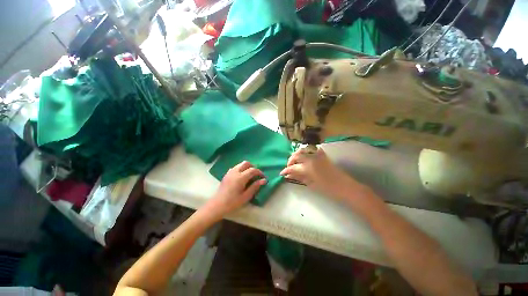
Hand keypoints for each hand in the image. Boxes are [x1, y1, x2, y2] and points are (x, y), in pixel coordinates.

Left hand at [205, 161, 266, 218]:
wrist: (217, 205)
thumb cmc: (232, 202)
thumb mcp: (246, 196)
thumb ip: (255, 187)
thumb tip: (263, 180)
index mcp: (240, 177)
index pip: (252, 170)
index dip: (259, 172)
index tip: (263, 177)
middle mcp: (235, 172)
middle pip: (246, 163)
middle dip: (253, 167)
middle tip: (256, 175)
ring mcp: (230, 172)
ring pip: (240, 164)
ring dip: (247, 167)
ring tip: (249, 176)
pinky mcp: (227, 174)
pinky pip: (236, 167)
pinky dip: (241, 169)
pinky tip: (241, 177)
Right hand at [280, 148, 367, 201]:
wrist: (344, 186)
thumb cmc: (327, 188)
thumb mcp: (310, 184)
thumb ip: (298, 177)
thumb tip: (288, 175)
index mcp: (308, 168)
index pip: (293, 167)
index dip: (286, 170)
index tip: (282, 173)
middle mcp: (311, 158)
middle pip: (296, 155)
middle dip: (290, 160)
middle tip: (288, 167)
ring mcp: (317, 154)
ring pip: (303, 149)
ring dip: (296, 154)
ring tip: (295, 161)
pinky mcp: (322, 154)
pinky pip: (312, 148)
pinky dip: (306, 151)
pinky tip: (305, 156)